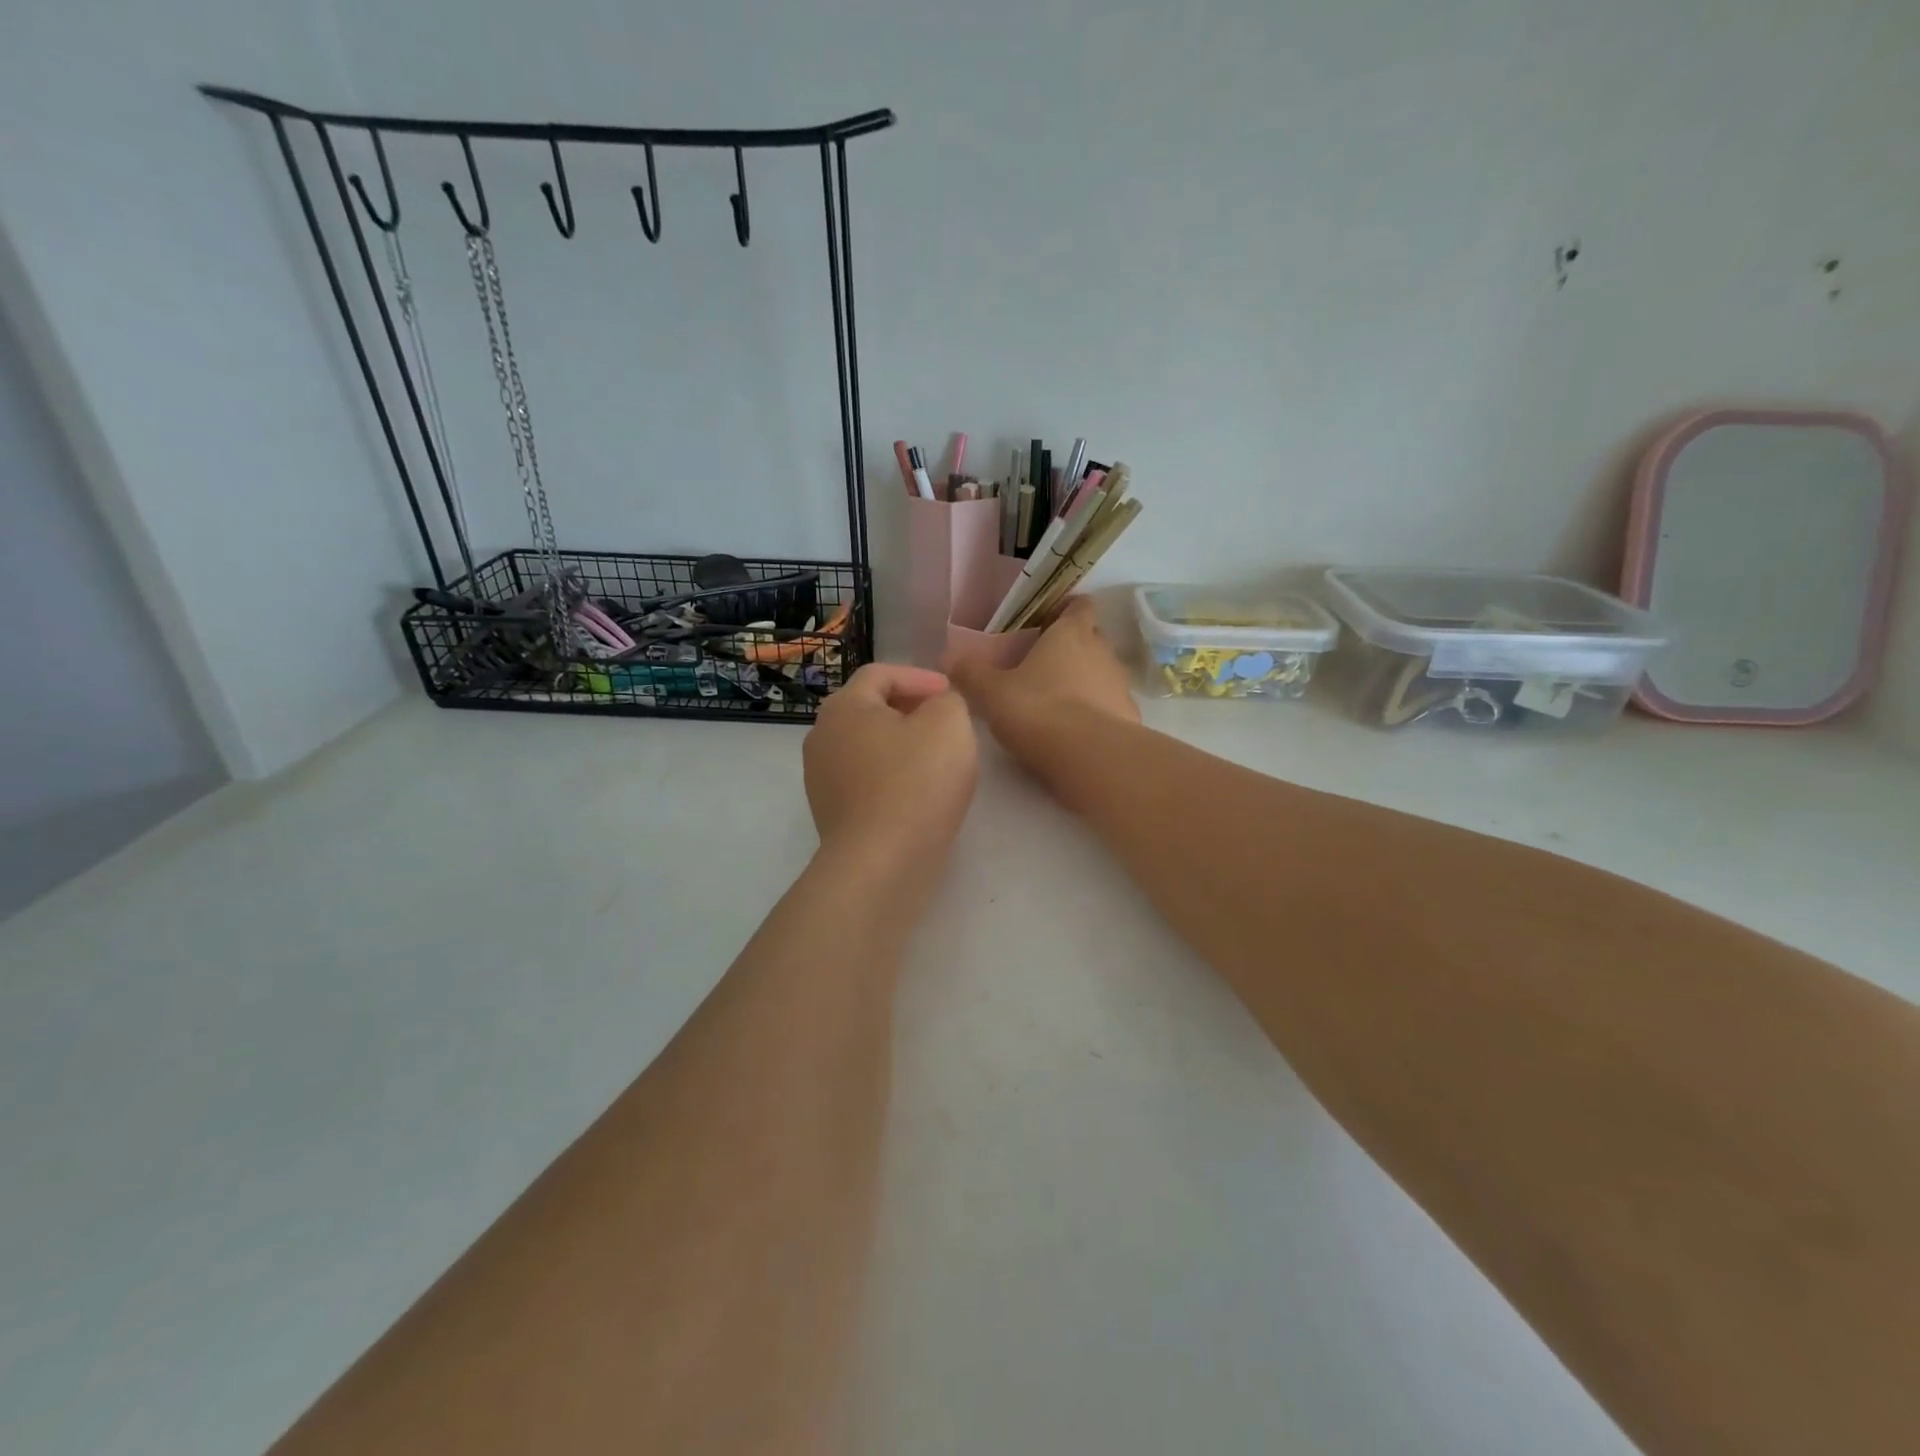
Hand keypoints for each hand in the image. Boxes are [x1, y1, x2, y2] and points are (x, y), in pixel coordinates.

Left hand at [804, 663, 977, 862]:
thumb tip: (937, 707)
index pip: (880, 674)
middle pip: (869, 710)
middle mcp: (822, 737)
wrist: (881, 863)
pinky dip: (892, 777)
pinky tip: (918, 794)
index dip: (920, 677)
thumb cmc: (916, 782)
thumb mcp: (949, 723)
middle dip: (909, 709)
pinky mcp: (831, 815)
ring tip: (936, 759)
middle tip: (945, 722)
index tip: (951, 693)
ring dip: (901, 746)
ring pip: (867, 748)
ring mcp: (821, 779)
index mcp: (843, 707)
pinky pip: (865, 782)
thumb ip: (948, 700)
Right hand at [947, 599, 1137, 798]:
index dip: (1066, 610)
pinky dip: (1094, 711)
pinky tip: (1072, 730)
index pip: (1079, 606)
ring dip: (1083, 681)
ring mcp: (1120, 685)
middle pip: (1091, 638)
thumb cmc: (1038, 710)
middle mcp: (1102, 651)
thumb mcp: (992, 692)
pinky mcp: (1128, 717)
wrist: (1090, 758)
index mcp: (1071, 634)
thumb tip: (948, 658)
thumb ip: (971, 672)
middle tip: (1041, 664)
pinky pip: (1109, 705)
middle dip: (1071, 647)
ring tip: (1054, 701)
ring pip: (1101, 673)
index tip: (1047, 622)